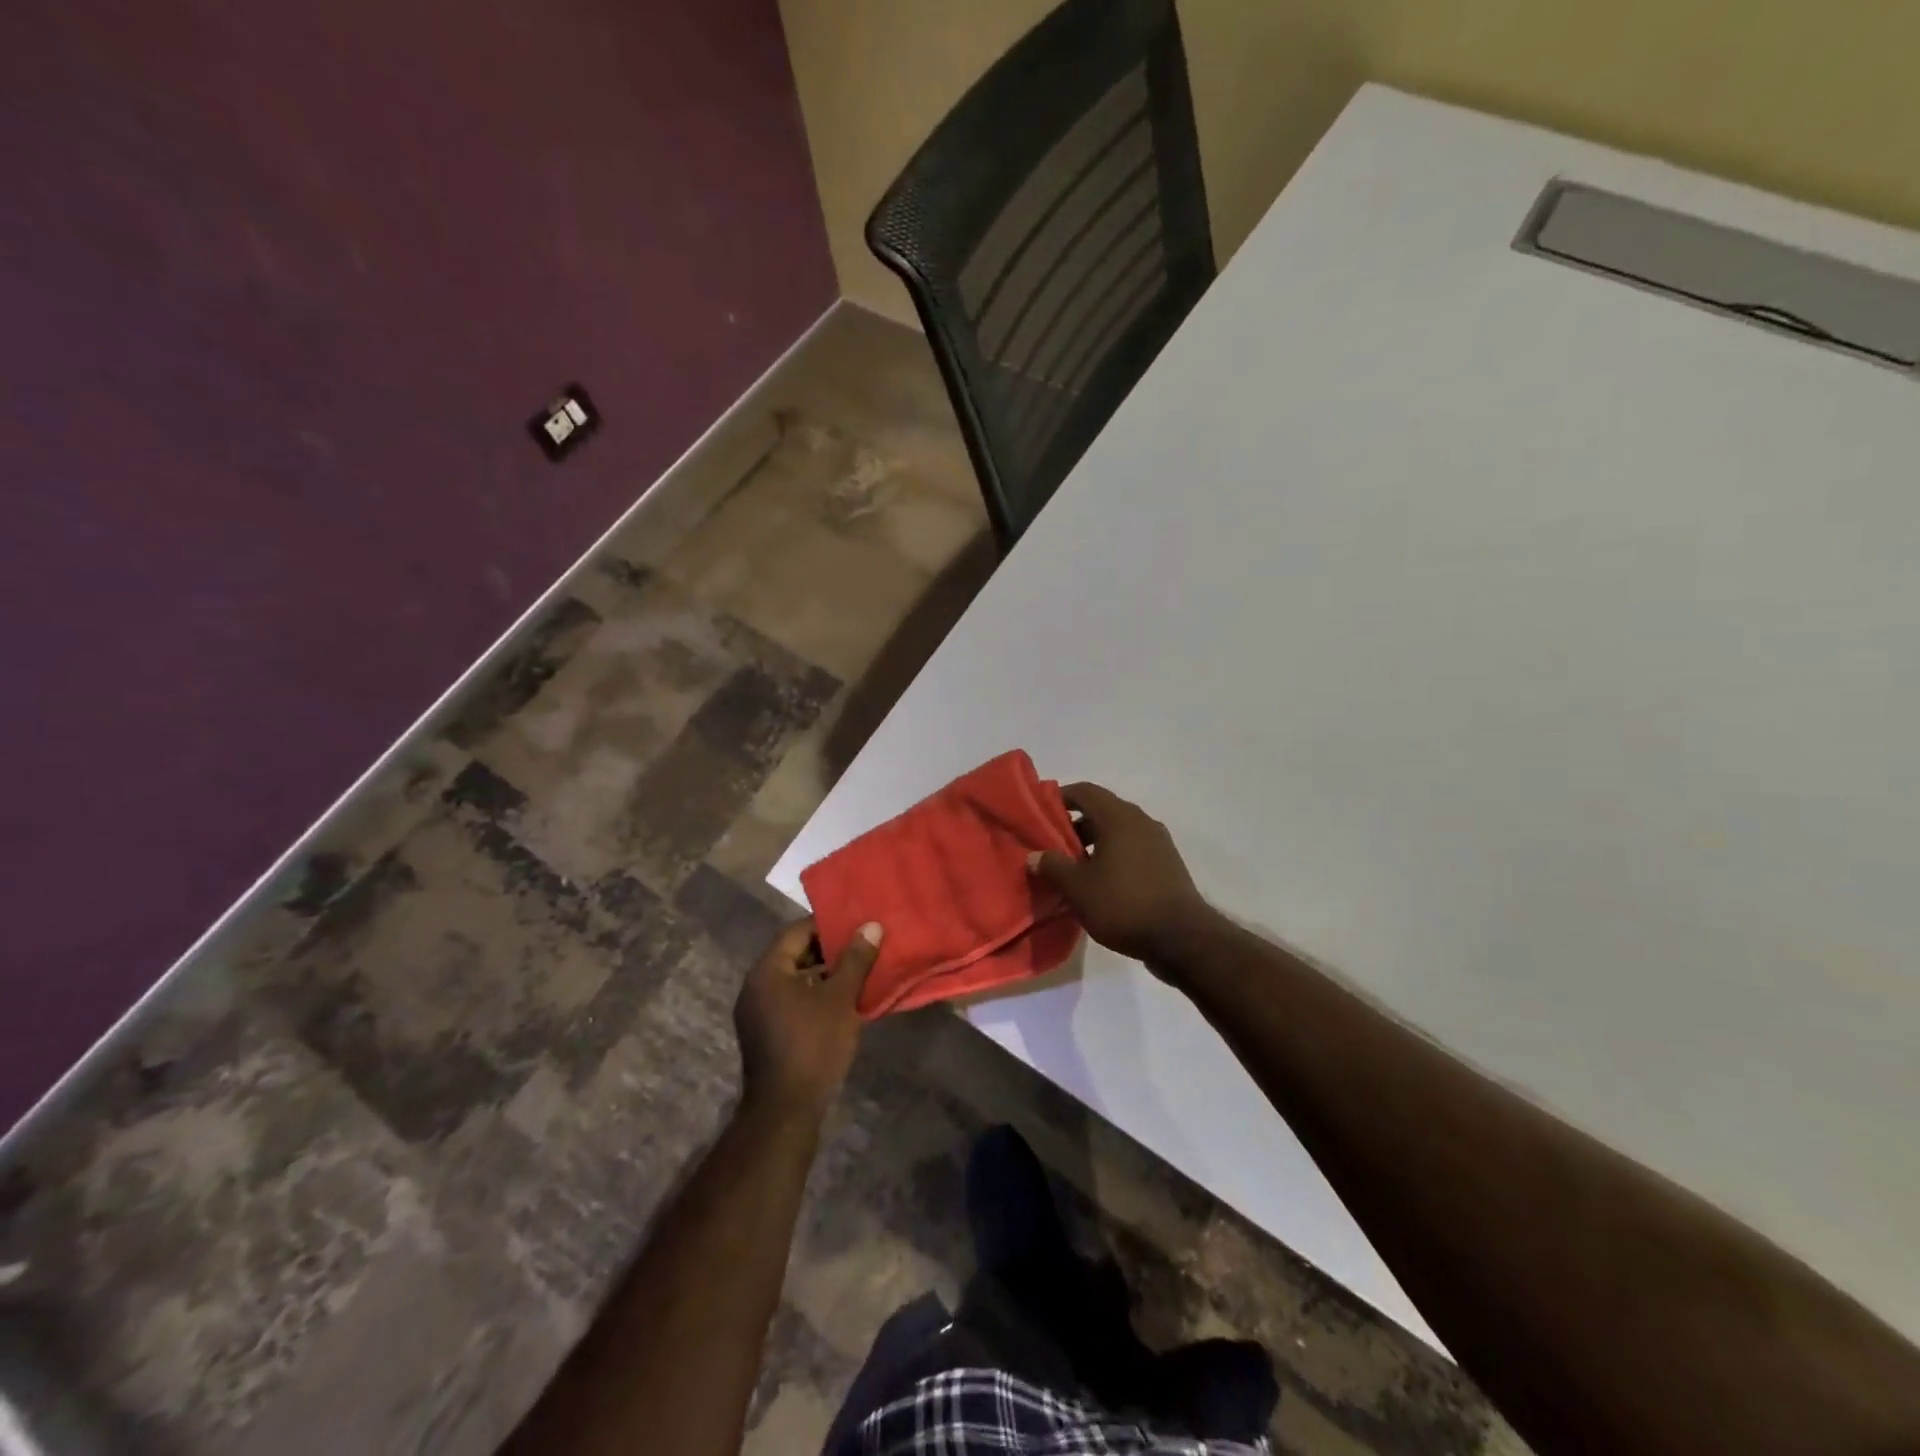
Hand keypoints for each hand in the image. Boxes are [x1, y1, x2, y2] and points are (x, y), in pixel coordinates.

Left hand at [734, 917, 882, 1122]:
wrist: (786, 1110)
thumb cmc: (813, 1045)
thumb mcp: (840, 998)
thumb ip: (855, 959)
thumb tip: (871, 926)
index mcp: (767, 970)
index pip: (797, 931)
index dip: (827, 925)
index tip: (857, 924)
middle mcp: (755, 985)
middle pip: (793, 953)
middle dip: (827, 949)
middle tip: (861, 945)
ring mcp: (756, 1011)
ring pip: (793, 978)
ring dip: (822, 973)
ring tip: (857, 970)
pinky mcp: (763, 1032)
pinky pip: (789, 999)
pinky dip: (812, 993)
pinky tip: (840, 1000)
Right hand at [1029, 782, 1214, 968]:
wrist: (1182, 939)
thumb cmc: (1123, 905)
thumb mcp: (1078, 888)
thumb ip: (1052, 866)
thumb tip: (1035, 855)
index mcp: (1118, 817)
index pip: (1085, 791)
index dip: (1060, 797)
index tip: (1040, 812)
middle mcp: (1141, 821)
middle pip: (1102, 810)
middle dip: (1074, 824)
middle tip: (1052, 845)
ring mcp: (1158, 842)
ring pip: (1118, 831)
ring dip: (1094, 842)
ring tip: (1073, 867)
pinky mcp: (1168, 863)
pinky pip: (1132, 848)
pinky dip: (1113, 855)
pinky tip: (1101, 882)